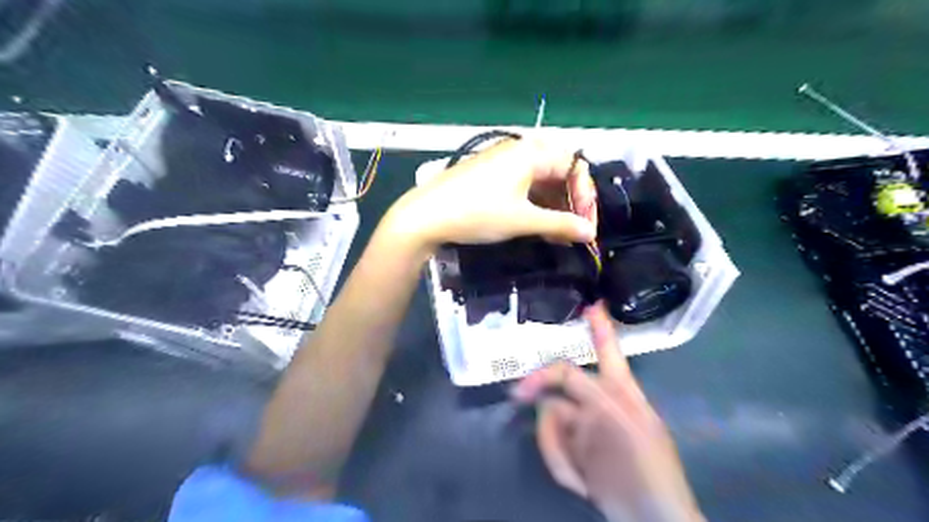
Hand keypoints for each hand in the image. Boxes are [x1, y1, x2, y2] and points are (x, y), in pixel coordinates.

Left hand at [382, 137, 594, 248]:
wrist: (426, 215)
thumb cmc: (477, 212)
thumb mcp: (522, 220)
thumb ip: (560, 225)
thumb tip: (590, 234)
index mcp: (532, 152)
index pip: (574, 166)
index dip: (585, 196)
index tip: (586, 226)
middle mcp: (520, 151)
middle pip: (559, 172)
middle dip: (571, 203)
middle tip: (574, 231)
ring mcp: (504, 163)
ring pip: (541, 182)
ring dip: (554, 207)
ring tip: (557, 235)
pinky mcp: (492, 176)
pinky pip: (524, 186)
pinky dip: (536, 205)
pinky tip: (538, 227)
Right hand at [507, 302, 703, 520]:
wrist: (649, 521)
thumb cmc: (648, 469)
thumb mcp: (623, 424)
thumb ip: (589, 400)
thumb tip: (551, 401)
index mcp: (619, 391)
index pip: (608, 351)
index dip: (599, 327)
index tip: (589, 305)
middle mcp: (598, 402)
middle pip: (561, 384)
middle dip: (542, 386)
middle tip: (517, 393)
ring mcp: (584, 426)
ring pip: (551, 418)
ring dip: (557, 446)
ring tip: (577, 476)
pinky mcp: (575, 448)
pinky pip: (553, 445)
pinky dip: (560, 463)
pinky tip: (579, 481)